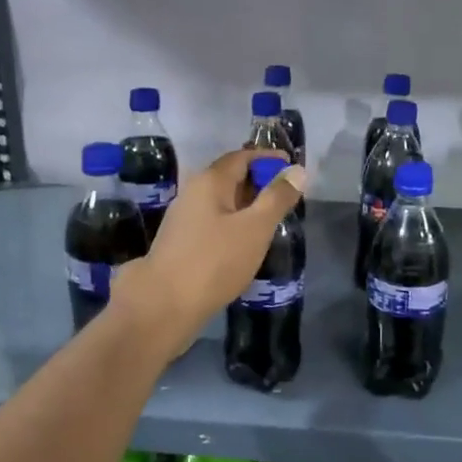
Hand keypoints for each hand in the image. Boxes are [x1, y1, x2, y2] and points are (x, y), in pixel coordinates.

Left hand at [112, 148, 304, 352]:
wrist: (164, 305)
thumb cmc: (214, 261)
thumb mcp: (255, 228)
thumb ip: (277, 198)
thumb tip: (297, 170)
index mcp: (209, 181)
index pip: (242, 156)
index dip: (267, 158)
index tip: (292, 167)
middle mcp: (193, 192)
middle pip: (230, 177)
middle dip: (259, 182)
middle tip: (287, 196)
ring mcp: (184, 218)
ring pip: (222, 202)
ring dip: (247, 205)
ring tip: (272, 219)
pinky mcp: (181, 242)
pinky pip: (214, 221)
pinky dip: (234, 223)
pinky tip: (247, 242)